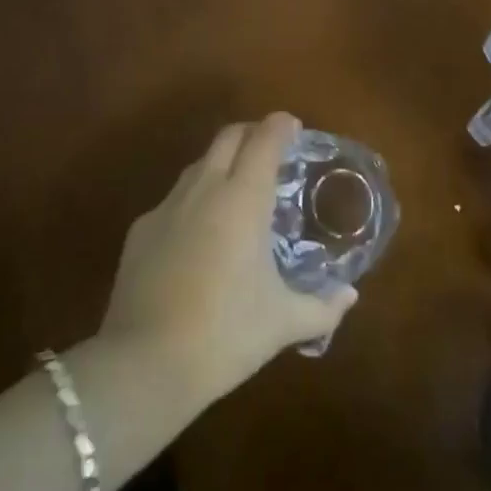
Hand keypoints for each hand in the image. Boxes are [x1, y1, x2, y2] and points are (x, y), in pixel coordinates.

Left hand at [99, 113, 355, 409]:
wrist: (144, 364)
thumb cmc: (225, 334)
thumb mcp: (282, 323)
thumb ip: (322, 307)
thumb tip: (350, 297)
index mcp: (243, 198)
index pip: (264, 139)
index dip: (281, 126)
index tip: (294, 128)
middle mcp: (205, 189)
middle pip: (228, 137)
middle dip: (251, 133)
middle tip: (270, 151)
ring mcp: (167, 206)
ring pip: (199, 164)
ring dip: (221, 164)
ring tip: (237, 191)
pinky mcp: (140, 230)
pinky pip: (173, 200)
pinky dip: (193, 201)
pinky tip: (199, 236)